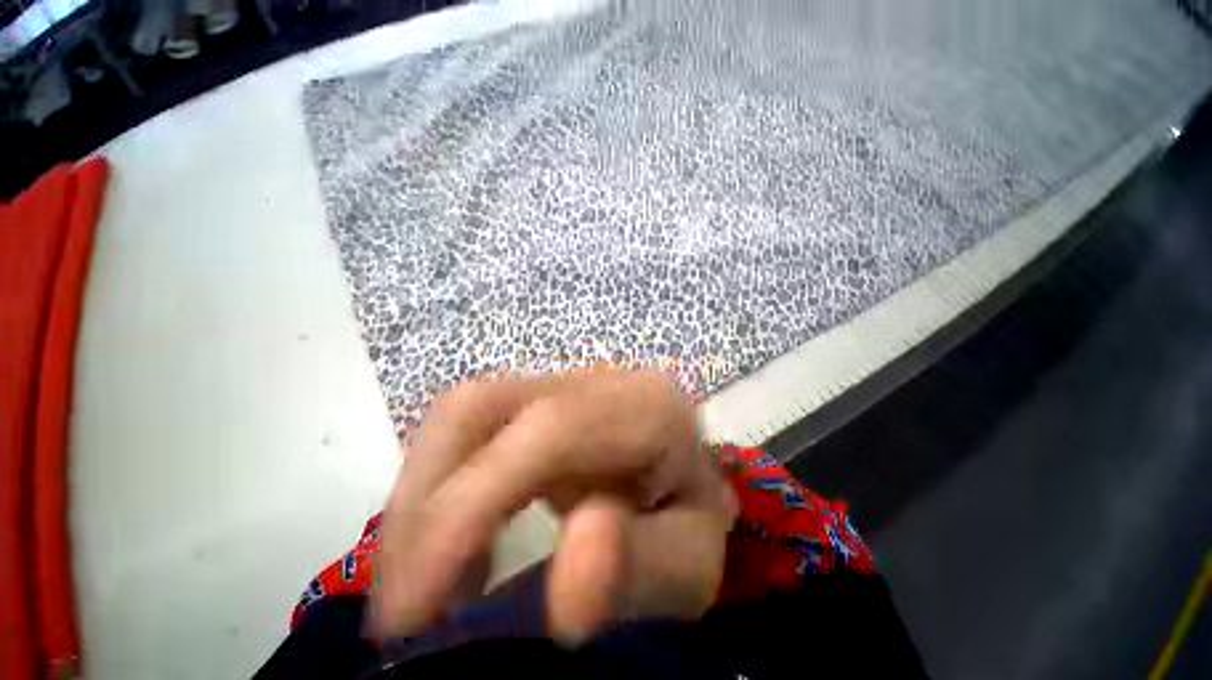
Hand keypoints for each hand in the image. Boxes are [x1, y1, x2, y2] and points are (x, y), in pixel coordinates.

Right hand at [372, 370, 737, 643]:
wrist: (681, 473)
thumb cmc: (687, 519)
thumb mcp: (686, 564)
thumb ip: (639, 567)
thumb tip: (570, 586)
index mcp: (646, 407)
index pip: (549, 429)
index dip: (471, 505)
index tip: (415, 609)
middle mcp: (594, 379)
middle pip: (481, 407)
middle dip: (425, 505)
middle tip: (407, 606)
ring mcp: (558, 380)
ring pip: (460, 412)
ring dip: (421, 498)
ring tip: (425, 579)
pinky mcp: (533, 396)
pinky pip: (464, 426)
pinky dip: (436, 486)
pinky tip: (448, 542)